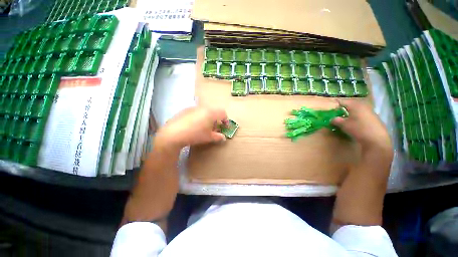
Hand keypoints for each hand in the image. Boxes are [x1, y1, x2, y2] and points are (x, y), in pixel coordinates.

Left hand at [154, 107, 227, 152]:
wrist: (173, 134)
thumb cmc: (195, 135)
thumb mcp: (209, 137)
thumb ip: (218, 137)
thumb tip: (223, 137)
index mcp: (211, 113)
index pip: (223, 113)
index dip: (226, 120)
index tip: (225, 127)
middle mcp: (203, 108)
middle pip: (214, 111)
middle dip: (217, 120)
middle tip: (215, 128)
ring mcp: (193, 108)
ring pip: (205, 111)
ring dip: (208, 118)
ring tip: (204, 127)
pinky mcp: (185, 110)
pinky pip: (196, 112)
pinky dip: (199, 117)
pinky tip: (194, 125)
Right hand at [332, 99, 392, 160]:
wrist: (376, 140)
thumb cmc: (358, 129)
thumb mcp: (343, 125)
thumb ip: (336, 120)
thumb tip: (332, 119)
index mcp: (355, 105)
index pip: (343, 101)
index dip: (336, 103)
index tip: (330, 107)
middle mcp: (363, 106)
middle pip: (350, 105)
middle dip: (343, 109)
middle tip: (335, 113)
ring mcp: (370, 112)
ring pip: (356, 111)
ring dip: (349, 114)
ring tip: (343, 120)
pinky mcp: (374, 119)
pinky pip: (362, 116)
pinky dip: (356, 118)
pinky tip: (353, 125)